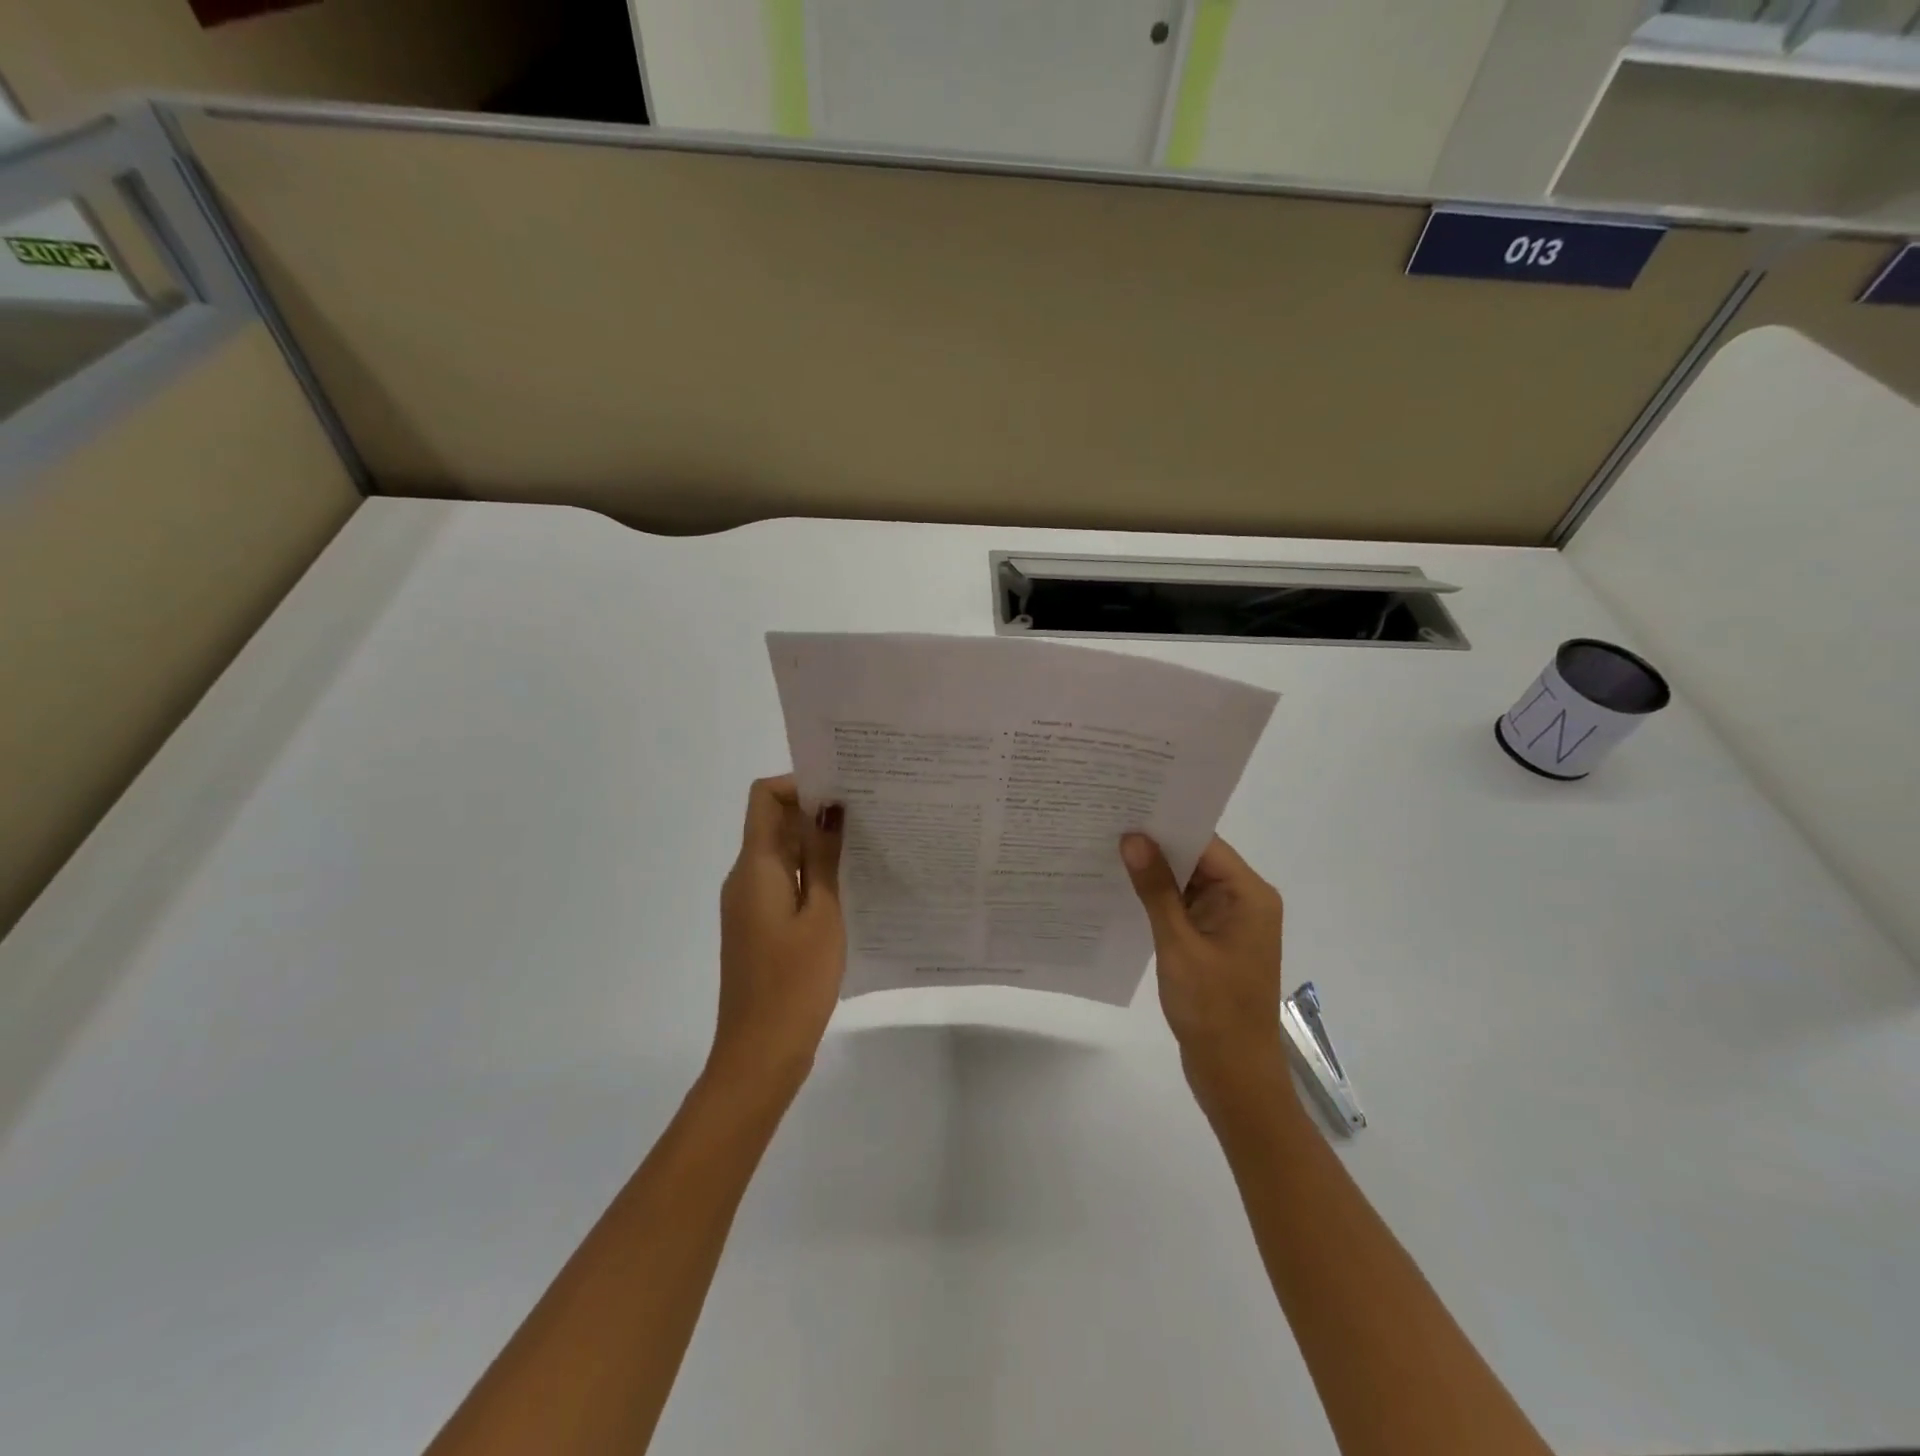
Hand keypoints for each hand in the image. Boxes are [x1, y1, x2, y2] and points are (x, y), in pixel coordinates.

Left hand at [710, 776, 845, 1101]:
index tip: (843, 790)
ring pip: (782, 855)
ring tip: (868, 845)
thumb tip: (829, 808)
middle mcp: (745, 878)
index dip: (799, 784)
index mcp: (755, 868)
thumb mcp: (822, 915)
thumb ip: (823, 859)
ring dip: (817, 845)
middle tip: (870, 813)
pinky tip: (851, 887)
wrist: (759, 1054)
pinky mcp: (760, 928)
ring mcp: (749, 905)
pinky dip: (812, 876)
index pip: (764, 798)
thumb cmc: (794, 982)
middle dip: (816, 811)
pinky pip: (784, 884)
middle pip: (774, 823)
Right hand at [1120, 833, 1290, 1117]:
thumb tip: (1132, 839)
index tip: (1125, 808)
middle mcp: (1245, 901)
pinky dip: (1160, 899)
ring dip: (1156, 874)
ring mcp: (1230, 922)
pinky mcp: (1215, 941)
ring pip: (1189, 883)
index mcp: (1249, 895)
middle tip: (1108, 824)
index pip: (1205, 843)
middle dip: (1156, 846)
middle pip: (1198, 859)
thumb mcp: (1179, 944)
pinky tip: (1124, 891)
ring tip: (1108, 850)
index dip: (1167, 825)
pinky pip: (1186, 907)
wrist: (1234, 1074)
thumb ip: (1156, 890)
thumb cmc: (1212, 1008)